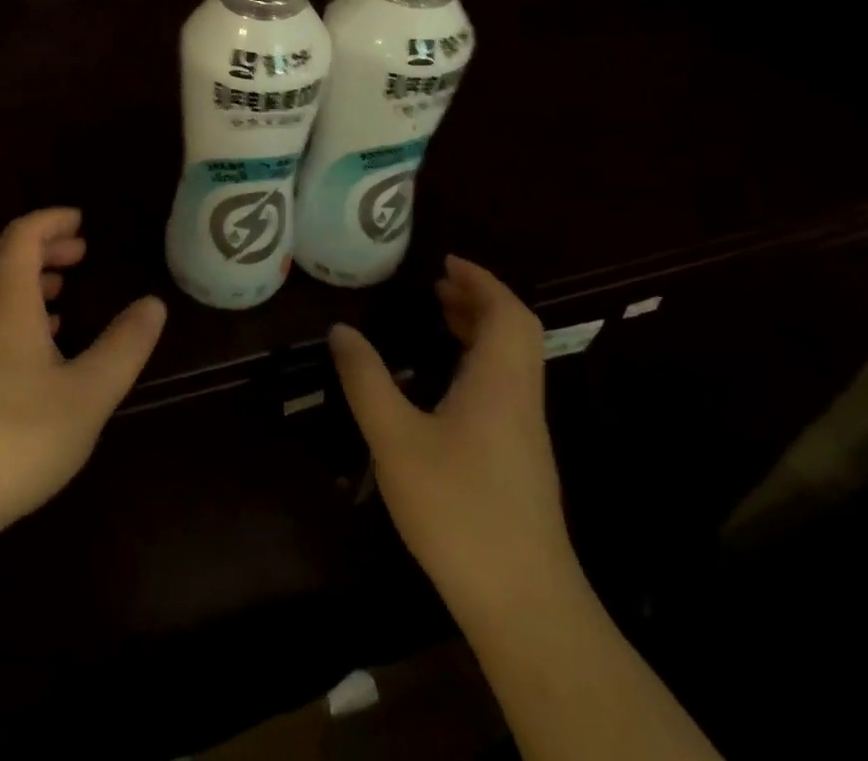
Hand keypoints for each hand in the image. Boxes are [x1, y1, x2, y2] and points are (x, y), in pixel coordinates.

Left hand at [0, 208, 167, 549]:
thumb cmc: (15, 436)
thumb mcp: (87, 394)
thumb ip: (123, 346)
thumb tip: (153, 304)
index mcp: (7, 299)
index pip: (24, 235)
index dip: (52, 221)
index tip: (81, 221)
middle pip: (4, 255)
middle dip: (43, 245)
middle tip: (79, 251)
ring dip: (27, 277)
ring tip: (61, 290)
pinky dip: (13, 310)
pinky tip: (34, 344)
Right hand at [328, 256, 571, 610]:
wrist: (523, 604)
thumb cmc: (458, 509)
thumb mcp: (394, 439)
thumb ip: (366, 380)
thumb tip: (341, 330)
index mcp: (500, 383)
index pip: (507, 313)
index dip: (481, 280)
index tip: (446, 262)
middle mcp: (520, 399)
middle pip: (515, 332)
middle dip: (478, 300)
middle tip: (437, 285)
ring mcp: (525, 434)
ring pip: (513, 362)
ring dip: (481, 331)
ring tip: (440, 319)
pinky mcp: (521, 462)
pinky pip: (505, 388)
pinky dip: (480, 362)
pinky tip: (447, 383)